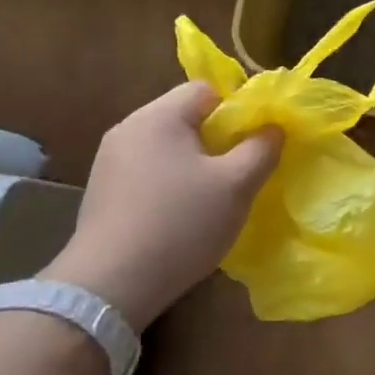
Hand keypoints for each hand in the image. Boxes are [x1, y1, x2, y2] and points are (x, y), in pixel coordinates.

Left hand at [42, 83, 280, 330]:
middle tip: (238, 174)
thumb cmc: (180, 224)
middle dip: (217, 140)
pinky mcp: (101, 191)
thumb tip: (274, 127)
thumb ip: (261, 149)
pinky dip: (168, 185)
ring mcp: (109, 161)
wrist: (110, 285)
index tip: (253, 144)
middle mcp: (128, 128)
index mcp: (159, 116)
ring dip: (193, 165)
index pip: (206, 89)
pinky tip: (178, 217)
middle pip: (185, 117)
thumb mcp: (236, 185)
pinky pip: (147, 172)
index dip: (238, 110)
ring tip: (211, 199)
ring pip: (167, 147)